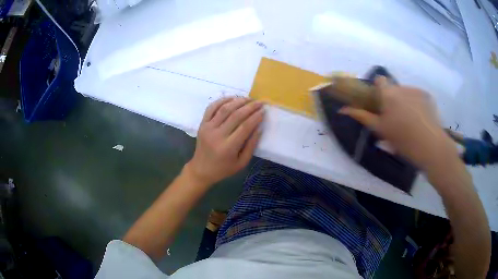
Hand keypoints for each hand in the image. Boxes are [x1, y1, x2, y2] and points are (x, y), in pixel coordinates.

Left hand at [185, 97, 264, 185]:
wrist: (201, 169)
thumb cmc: (224, 169)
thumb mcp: (241, 163)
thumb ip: (251, 145)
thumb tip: (259, 127)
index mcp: (228, 148)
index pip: (244, 127)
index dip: (255, 117)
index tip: (263, 111)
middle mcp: (217, 135)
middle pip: (235, 115)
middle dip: (250, 107)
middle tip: (260, 102)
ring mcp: (208, 128)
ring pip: (224, 109)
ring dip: (238, 101)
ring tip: (248, 99)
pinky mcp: (202, 124)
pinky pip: (211, 108)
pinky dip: (222, 100)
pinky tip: (232, 98)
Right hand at [339, 77, 457, 169]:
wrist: (431, 147)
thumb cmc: (403, 139)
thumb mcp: (380, 130)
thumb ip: (362, 116)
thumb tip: (342, 109)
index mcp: (389, 93)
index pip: (380, 80)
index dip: (378, 89)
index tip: (380, 103)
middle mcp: (402, 87)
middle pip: (394, 89)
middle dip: (393, 100)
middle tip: (396, 119)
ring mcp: (417, 90)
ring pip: (406, 93)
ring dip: (405, 102)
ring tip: (411, 121)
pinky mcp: (428, 97)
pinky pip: (418, 96)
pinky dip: (417, 104)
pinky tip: (421, 119)